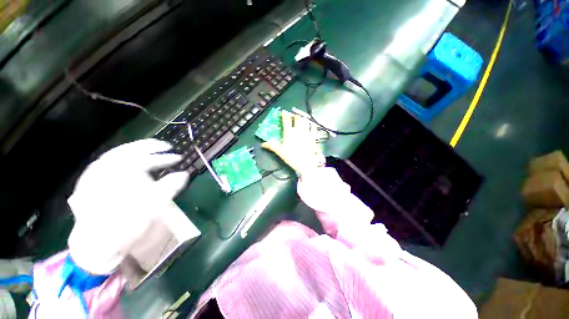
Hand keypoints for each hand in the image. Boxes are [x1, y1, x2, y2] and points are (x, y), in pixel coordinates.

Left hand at [67, 139, 187, 273]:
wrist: (96, 248)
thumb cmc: (125, 227)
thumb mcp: (152, 207)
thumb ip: (169, 187)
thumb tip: (184, 174)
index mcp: (117, 174)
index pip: (142, 157)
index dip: (162, 155)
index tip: (176, 155)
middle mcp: (103, 171)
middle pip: (128, 151)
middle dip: (149, 149)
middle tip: (166, 148)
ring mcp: (93, 176)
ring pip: (116, 156)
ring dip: (137, 153)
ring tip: (152, 153)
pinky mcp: (89, 184)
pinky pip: (108, 166)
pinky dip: (123, 162)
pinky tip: (132, 165)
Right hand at [262, 110, 324, 176]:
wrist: (306, 164)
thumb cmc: (292, 157)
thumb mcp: (280, 152)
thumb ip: (272, 146)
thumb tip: (263, 144)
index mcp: (289, 132)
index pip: (286, 119)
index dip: (284, 114)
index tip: (283, 112)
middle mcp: (298, 130)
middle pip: (297, 118)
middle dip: (294, 115)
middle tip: (292, 117)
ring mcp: (307, 133)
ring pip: (306, 120)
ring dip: (302, 118)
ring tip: (300, 120)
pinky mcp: (313, 137)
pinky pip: (314, 127)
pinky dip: (312, 125)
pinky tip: (311, 125)